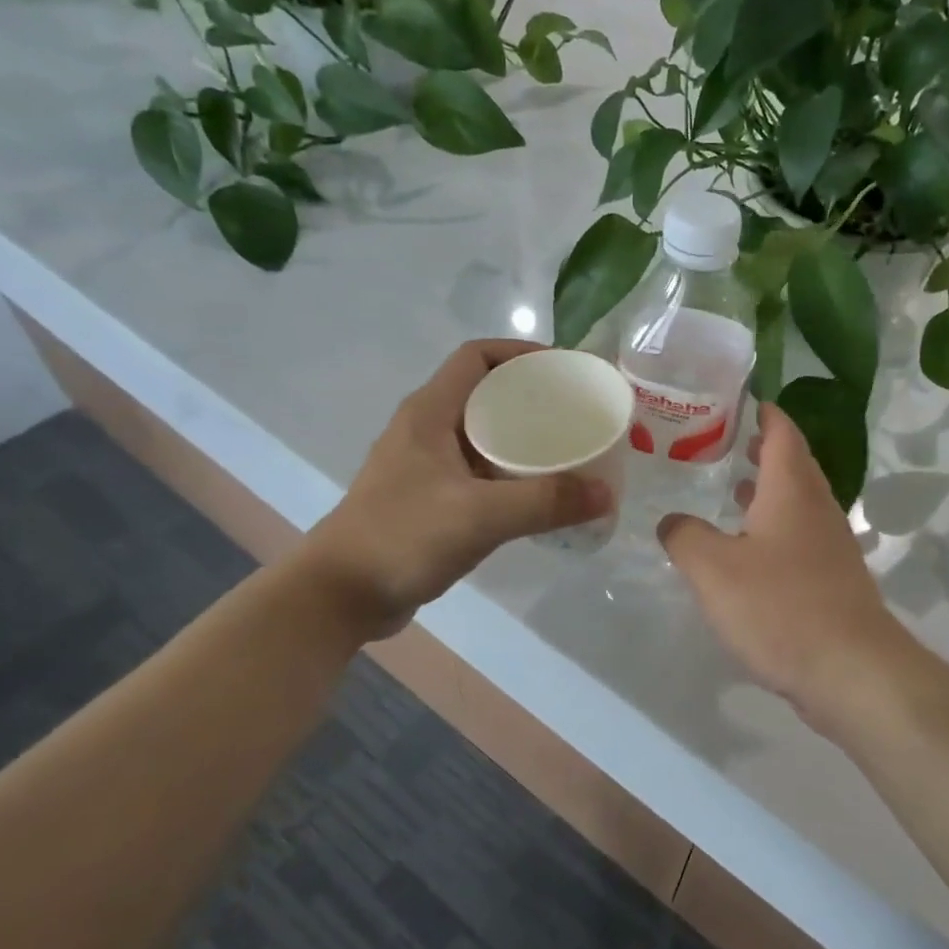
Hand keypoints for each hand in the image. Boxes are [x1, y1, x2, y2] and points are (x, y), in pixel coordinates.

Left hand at [298, 340, 611, 637]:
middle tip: (577, 415)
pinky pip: (478, 471)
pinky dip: (509, 473)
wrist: (341, 595)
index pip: (477, 357)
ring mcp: (425, 466)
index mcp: (430, 412)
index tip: (564, 370)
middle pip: (485, 394)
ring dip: (522, 438)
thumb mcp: (480, 515)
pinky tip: (537, 495)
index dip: (521, 353)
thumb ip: (546, 502)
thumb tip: (607, 493)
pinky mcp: (428, 498)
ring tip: (567, 451)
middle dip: (532, 398)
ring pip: (483, 435)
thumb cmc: (403, 538)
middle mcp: (426, 429)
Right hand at [657, 403, 918, 737]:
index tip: (742, 402)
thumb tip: (672, 521)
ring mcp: (832, 546)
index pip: (782, 433)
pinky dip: (775, 531)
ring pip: (798, 504)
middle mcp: (818, 509)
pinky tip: (750, 555)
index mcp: (792, 491)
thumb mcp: (713, 569)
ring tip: (733, 494)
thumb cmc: (780, 607)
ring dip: (769, 494)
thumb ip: (684, 537)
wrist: (852, 671)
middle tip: (726, 446)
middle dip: (763, 451)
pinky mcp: (835, 581)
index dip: (764, 413)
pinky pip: (801, 540)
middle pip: (794, 465)